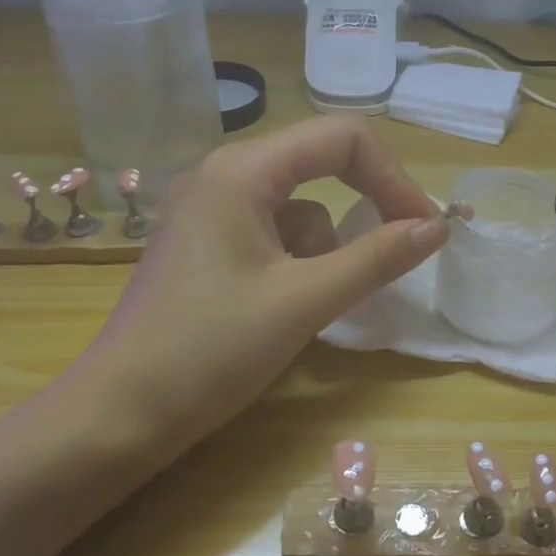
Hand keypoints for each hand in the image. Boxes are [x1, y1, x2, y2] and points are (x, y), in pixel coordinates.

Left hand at [80, 117, 447, 451]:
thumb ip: (377, 258)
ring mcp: (210, 210)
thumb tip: (438, 227)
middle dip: (365, 207)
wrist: (118, 417)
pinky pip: (274, 235)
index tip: (425, 228)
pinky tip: (281, 311)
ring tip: (309, 306)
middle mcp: (224, 175)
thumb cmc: (210, 351)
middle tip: (399, 251)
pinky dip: (298, 265)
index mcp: (243, 171)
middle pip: (320, 165)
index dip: (393, 178)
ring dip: (325, 250)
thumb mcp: (305, 301)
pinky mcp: (206, 245)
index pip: (342, 138)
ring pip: (300, 208)